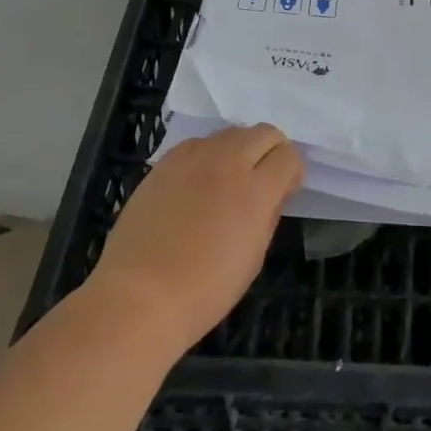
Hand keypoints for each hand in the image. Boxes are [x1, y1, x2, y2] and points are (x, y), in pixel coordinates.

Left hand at [84, 125, 303, 353]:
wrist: (139, 297)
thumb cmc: (205, 290)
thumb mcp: (254, 257)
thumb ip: (269, 214)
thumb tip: (273, 193)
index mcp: (255, 190)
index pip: (289, 156)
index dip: (292, 173)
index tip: (285, 192)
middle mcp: (228, 162)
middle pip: (264, 132)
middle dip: (271, 152)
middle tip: (262, 181)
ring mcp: (193, 157)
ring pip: (231, 133)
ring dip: (240, 150)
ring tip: (227, 182)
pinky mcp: (166, 161)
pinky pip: (198, 144)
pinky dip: (208, 155)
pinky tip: (197, 184)